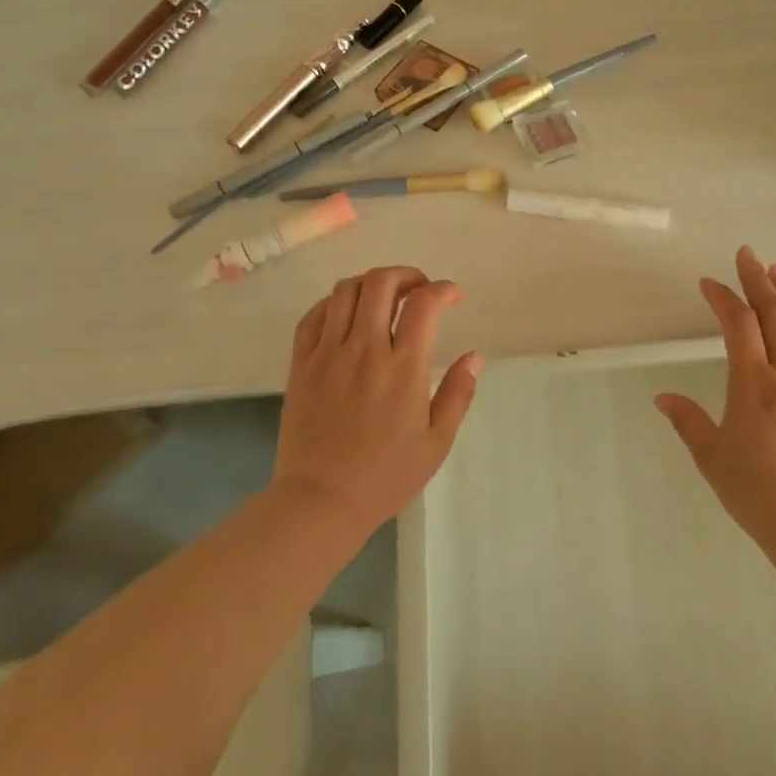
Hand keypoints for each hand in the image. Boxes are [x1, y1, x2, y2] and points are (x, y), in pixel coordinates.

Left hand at [274, 265, 482, 532]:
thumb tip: (474, 356)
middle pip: (381, 282)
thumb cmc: (386, 476)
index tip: (454, 297)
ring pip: (346, 290)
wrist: (321, 501)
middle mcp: (364, 350)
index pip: (424, 303)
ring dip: (371, 283)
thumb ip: (458, 393)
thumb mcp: (437, 442)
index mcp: (403, 368)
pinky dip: (335, 302)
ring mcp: (327, 354)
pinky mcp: (301, 364)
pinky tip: (347, 314)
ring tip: (385, 297)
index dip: (443, 289)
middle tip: (419, 290)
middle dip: (407, 275)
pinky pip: (314, 315)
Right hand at [655, 247, 775, 551]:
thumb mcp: (711, 457)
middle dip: (758, 280)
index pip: (738, 324)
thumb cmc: (756, 492)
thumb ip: (687, 420)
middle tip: (747, 254)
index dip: (723, 297)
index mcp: (754, 384)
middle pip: (775, 314)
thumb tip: (662, 397)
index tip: (708, 283)